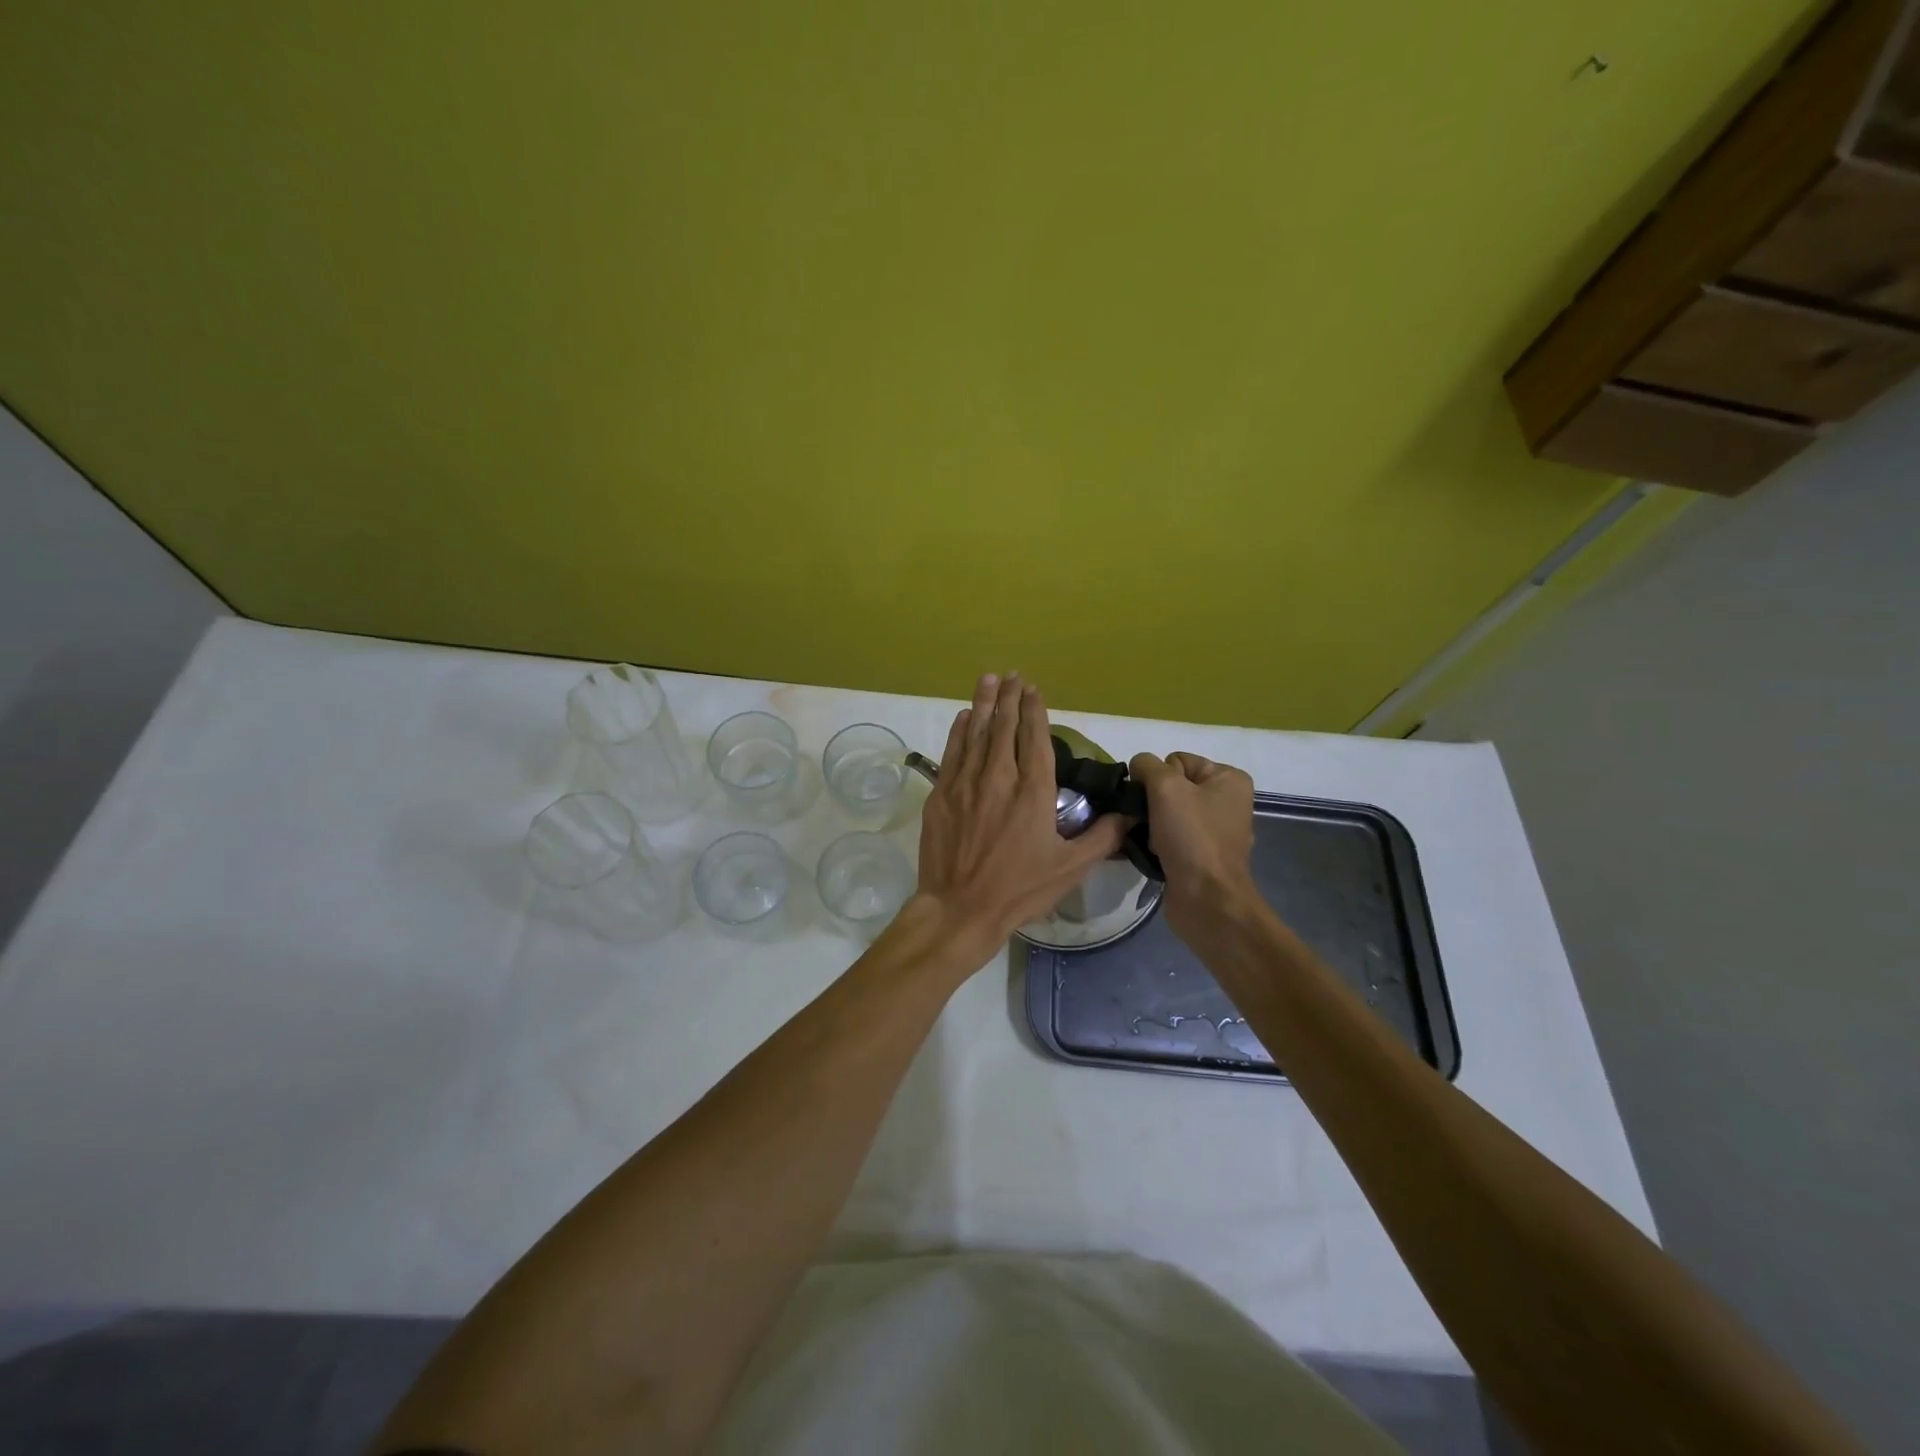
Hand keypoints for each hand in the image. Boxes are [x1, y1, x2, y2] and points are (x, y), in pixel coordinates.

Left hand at [914, 673, 1129, 961]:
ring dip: (983, 703)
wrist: (959, 908)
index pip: (1035, 739)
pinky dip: (959, 731)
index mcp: (1033, 792)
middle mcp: (999, 778)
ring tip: (988, 679)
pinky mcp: (941, 795)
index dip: (1034, 711)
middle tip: (1012, 675)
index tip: (1033, 689)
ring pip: (976, 733)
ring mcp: (965, 784)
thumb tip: (1131, 814)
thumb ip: (1102, 837)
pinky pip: (952, 753)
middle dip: (1008, 697)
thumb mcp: (1070, 868)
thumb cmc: (1019, 890)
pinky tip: (963, 717)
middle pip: (1004, 727)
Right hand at [1128, 751, 1257, 937]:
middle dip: (1152, 802)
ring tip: (1145, 839)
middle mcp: (1226, 801)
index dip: (1159, 777)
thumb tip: (1139, 767)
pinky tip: (1151, 853)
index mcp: (1229, 779)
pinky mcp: (1201, 856)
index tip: (1156, 801)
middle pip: (1172, 786)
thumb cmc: (1192, 837)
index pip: (1177, 760)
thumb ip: (1148, 766)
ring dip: (1150, 824)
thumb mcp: (1166, 787)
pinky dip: (1156, 842)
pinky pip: (1170, 836)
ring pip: (1167, 813)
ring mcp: (1215, 831)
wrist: (1206, 900)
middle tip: (1146, 821)